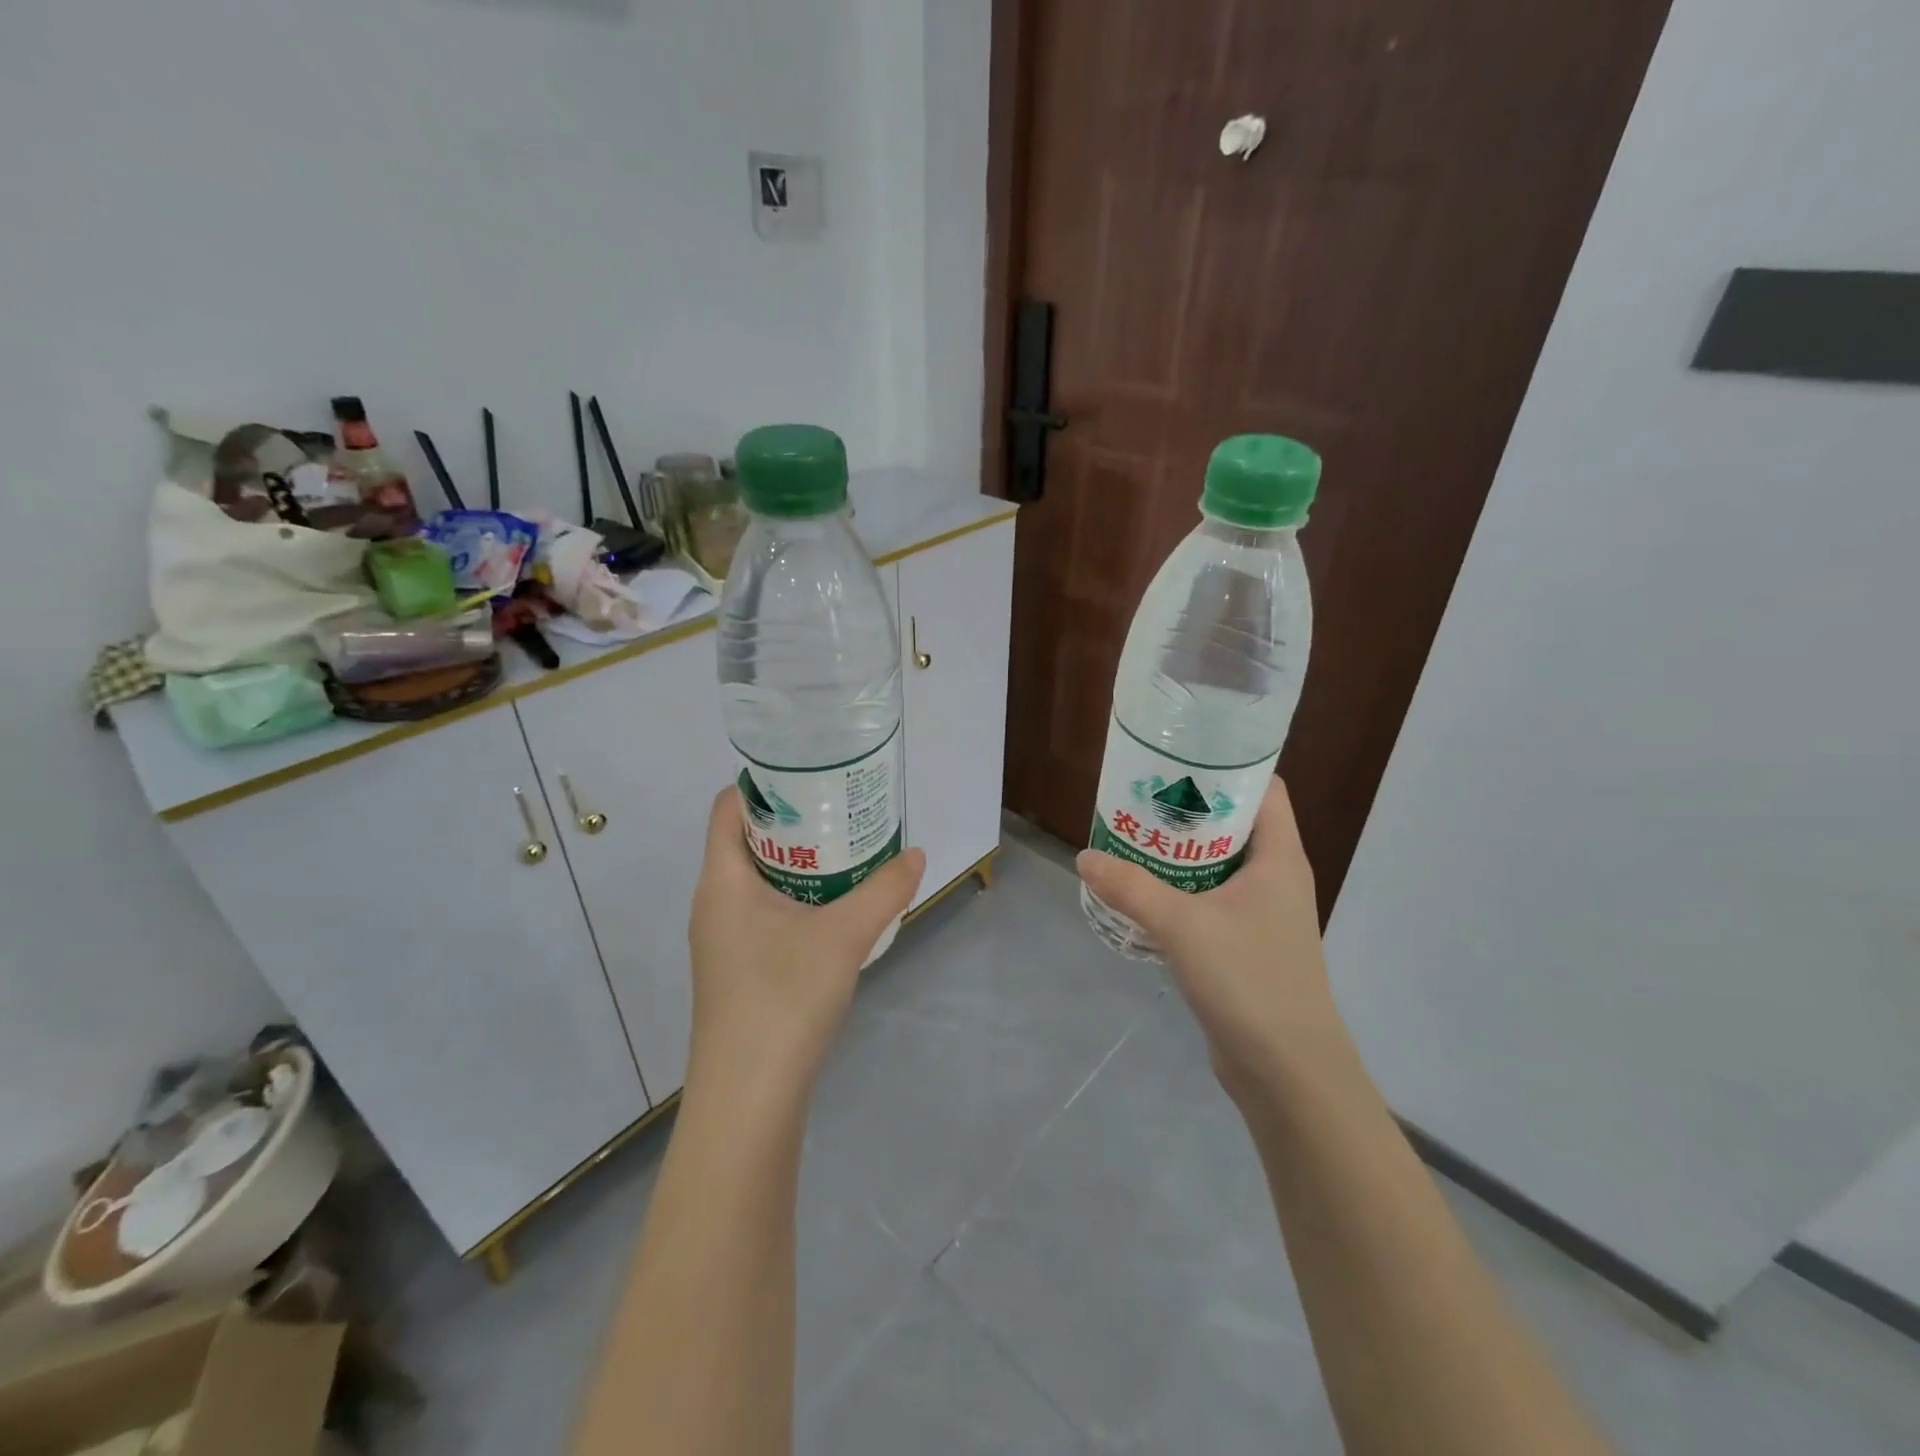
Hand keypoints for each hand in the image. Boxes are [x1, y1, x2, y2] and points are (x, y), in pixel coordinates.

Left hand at [687, 788, 924, 1096]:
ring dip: (797, 862)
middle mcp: (713, 903)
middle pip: (746, 840)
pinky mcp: (736, 969)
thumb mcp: (844, 937)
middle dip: (792, 821)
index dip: (763, 784)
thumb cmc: (783, 999)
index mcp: (722, 881)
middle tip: (840, 807)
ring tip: (844, 850)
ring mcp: (722, 940)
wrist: (748, 1098)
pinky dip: (795, 897)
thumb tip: (916, 854)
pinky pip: (763, 912)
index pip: (727, 808)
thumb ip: (884, 891)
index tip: (809, 774)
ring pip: (757, 880)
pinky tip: (834, 909)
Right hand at [1077, 779, 1352, 1109]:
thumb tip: (1084, 857)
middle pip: (1234, 824)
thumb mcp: (1183, 926)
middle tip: (1140, 795)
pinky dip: (1180, 889)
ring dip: (1180, 852)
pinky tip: (1142, 891)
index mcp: (1279, 858)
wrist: (1287, 1072)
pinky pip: (1209, 900)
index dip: (1229, 767)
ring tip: (1132, 835)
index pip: (1266, 790)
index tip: (1180, 757)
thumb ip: (1131, 888)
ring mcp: (1261, 914)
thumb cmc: (1249, 981)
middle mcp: (1275, 878)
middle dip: (1190, 808)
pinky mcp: (1243, 945)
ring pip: (1218, 865)